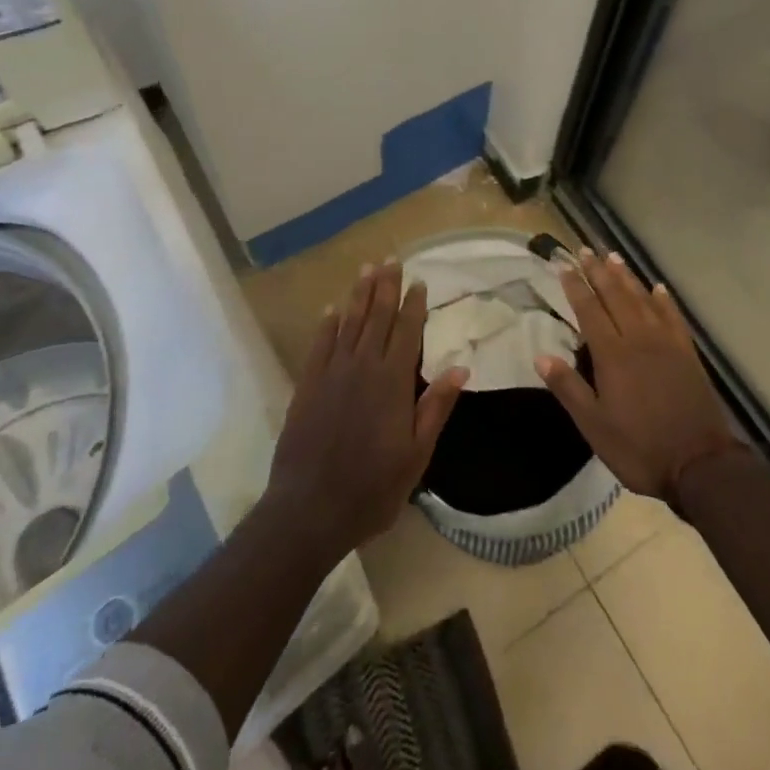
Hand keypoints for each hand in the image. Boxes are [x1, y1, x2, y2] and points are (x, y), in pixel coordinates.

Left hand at [268, 261, 467, 557]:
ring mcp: (332, 373)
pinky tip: (332, 308)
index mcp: (393, 382)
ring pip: (349, 323)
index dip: (414, 304)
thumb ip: (435, 407)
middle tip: (391, 260)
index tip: (419, 281)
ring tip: (366, 269)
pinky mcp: (307, 385)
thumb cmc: (372, 487)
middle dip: (386, 287)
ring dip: (359, 295)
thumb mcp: (416, 455)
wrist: (310, 509)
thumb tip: (461, 368)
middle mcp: (363, 367)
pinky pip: (319, 344)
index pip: (407, 331)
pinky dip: (327, 324)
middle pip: (377, 317)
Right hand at [535, 250, 741, 504]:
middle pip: (615, 296)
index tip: (564, 264)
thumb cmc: (639, 447)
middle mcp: (639, 339)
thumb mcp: (594, 426)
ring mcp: (666, 343)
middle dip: (598, 272)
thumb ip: (568, 388)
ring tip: (613, 257)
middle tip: (585, 249)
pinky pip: (673, 316)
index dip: (575, 286)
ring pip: (643, 300)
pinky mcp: (687, 353)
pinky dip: (664, 300)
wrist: (699, 464)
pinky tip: (658, 287)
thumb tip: (541, 356)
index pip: (589, 310)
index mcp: (613, 355)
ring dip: (627, 277)